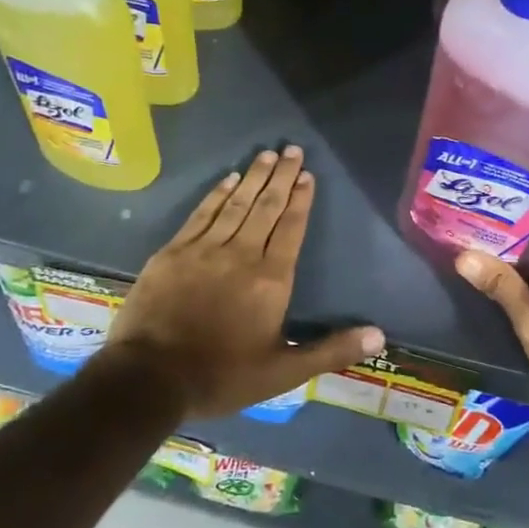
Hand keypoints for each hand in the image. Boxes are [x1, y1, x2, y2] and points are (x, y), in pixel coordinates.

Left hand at [104, 147, 384, 418]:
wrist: (149, 379)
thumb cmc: (222, 375)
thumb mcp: (284, 372)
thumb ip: (331, 350)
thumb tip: (379, 336)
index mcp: (271, 279)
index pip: (291, 228)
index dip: (301, 199)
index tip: (307, 174)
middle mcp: (242, 254)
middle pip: (266, 207)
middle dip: (281, 176)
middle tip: (291, 149)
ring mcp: (204, 250)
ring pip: (236, 204)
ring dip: (253, 178)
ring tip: (266, 155)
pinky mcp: (173, 252)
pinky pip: (201, 214)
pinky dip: (217, 194)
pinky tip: (227, 179)